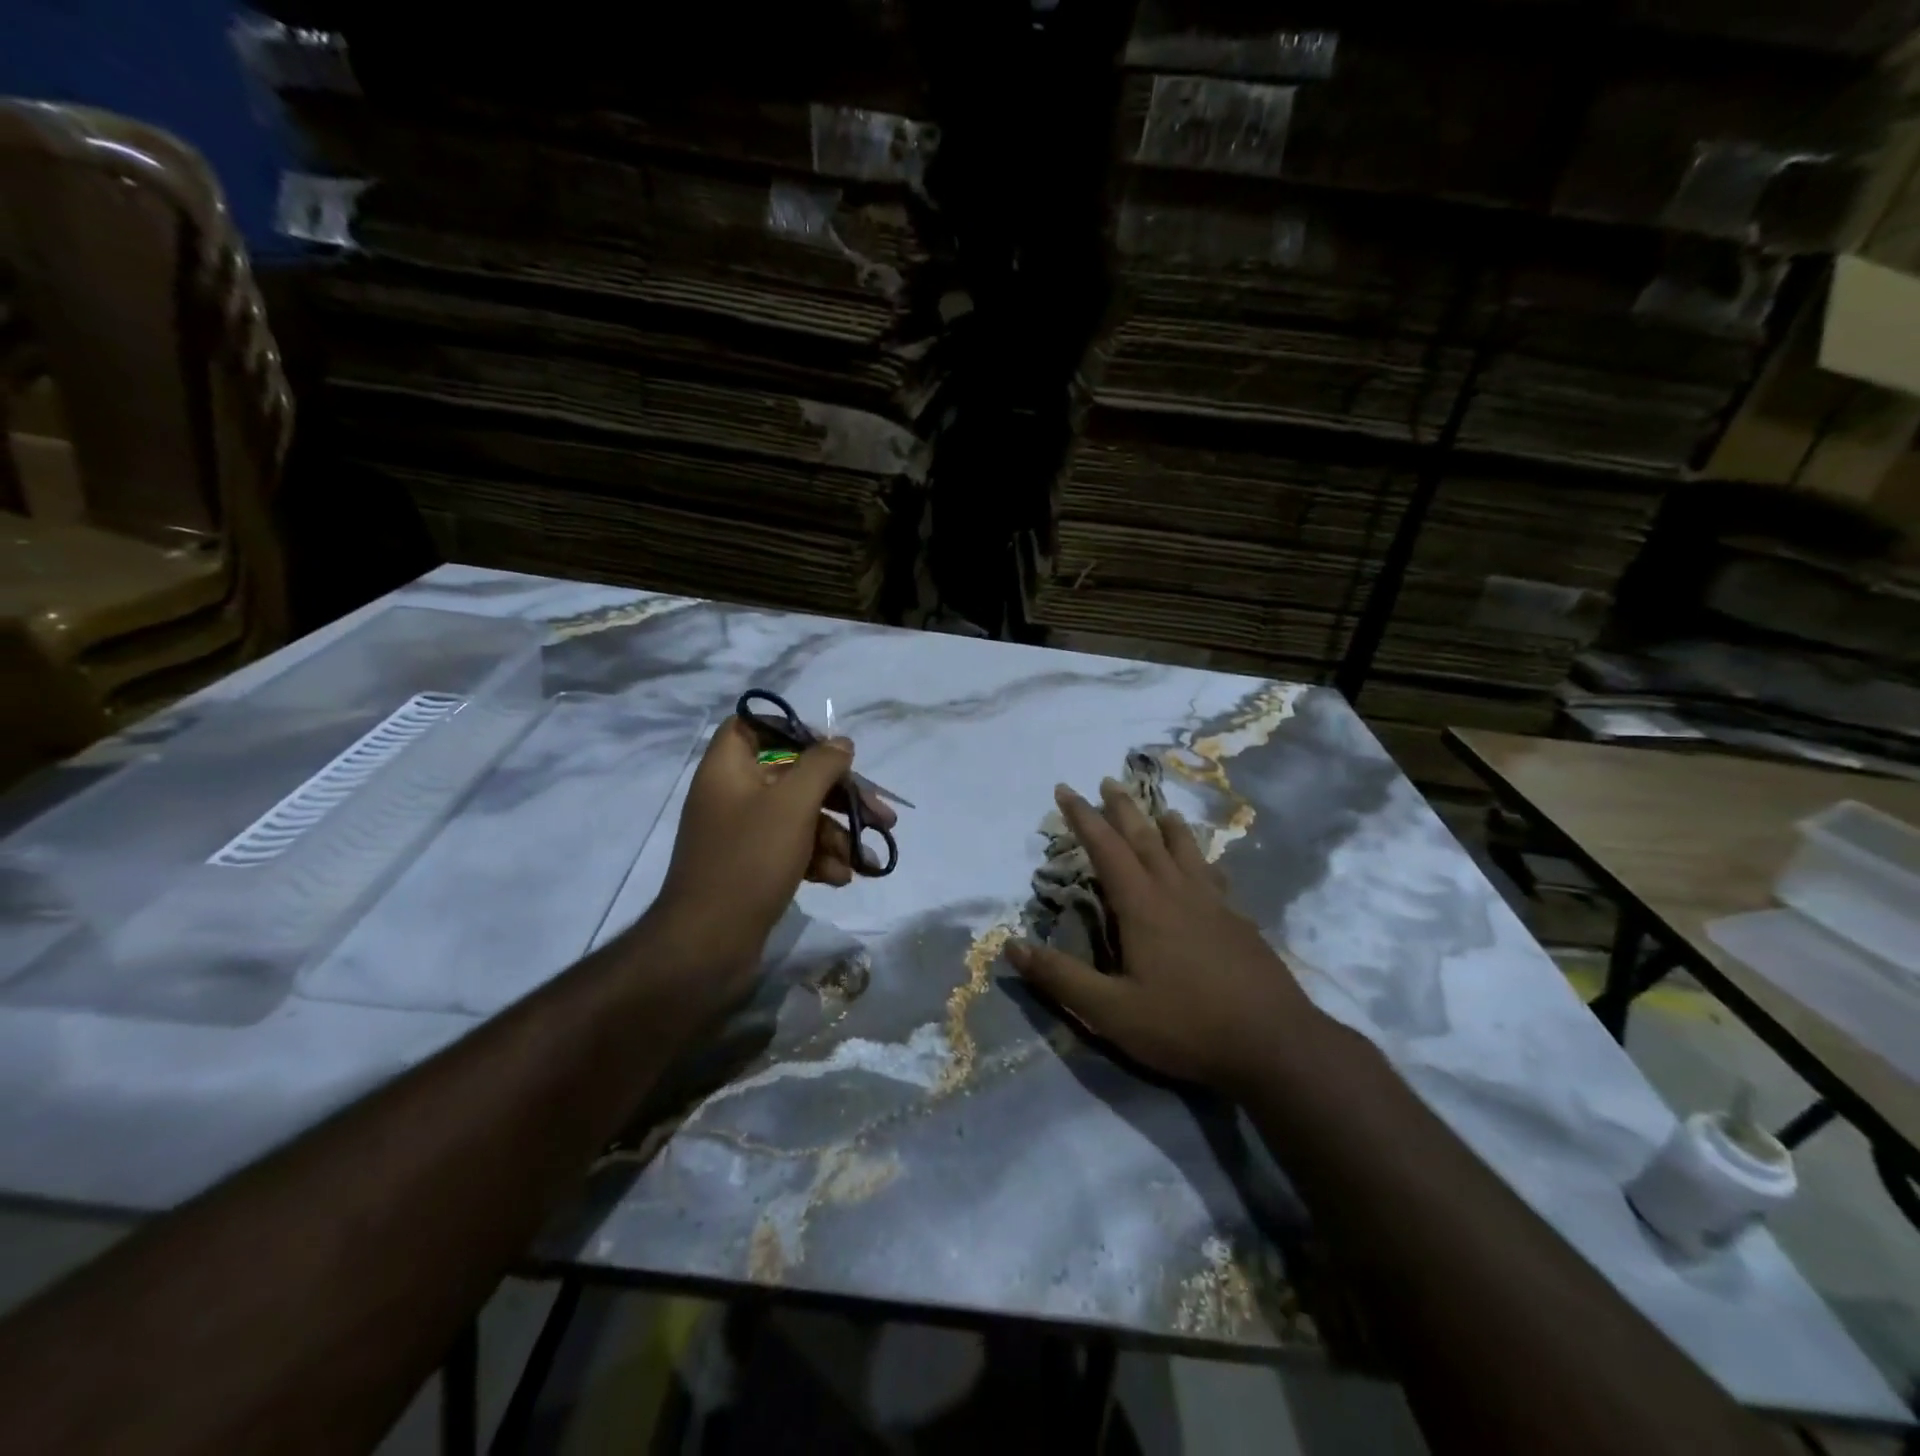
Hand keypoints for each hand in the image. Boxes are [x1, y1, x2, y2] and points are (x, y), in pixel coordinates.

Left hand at [647, 717, 894, 994]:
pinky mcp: (753, 867)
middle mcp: (732, 795)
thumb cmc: (749, 861)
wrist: (707, 945)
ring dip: (837, 834)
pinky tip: (841, 878)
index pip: (753, 727)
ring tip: (868, 859)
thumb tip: (841, 744)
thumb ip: (821, 766)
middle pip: (793, 776)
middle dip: (840, 796)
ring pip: (799, 816)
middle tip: (882, 814)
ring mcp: (742, 834)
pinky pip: (792, 848)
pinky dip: (819, 858)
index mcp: (728, 769)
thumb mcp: (793, 805)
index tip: (832, 749)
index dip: (793, 730)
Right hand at [1006, 780, 1319, 1094]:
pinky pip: (1215, 876)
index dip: (1083, 817)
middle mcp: (1178, 893)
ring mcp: (1214, 905)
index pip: (1106, 848)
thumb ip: (1061, 978)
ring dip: (1167, 826)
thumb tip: (1011, 946)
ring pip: (1186, 851)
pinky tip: (1209, 867)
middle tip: (1108, 781)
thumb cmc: (1186, 1026)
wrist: (1275, 1045)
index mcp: (1143, 906)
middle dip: (1123, 808)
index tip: (1066, 789)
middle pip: (1146, 838)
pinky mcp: (1240, 922)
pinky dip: (1203, 860)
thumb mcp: (1112, 1012)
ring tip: (1160, 808)